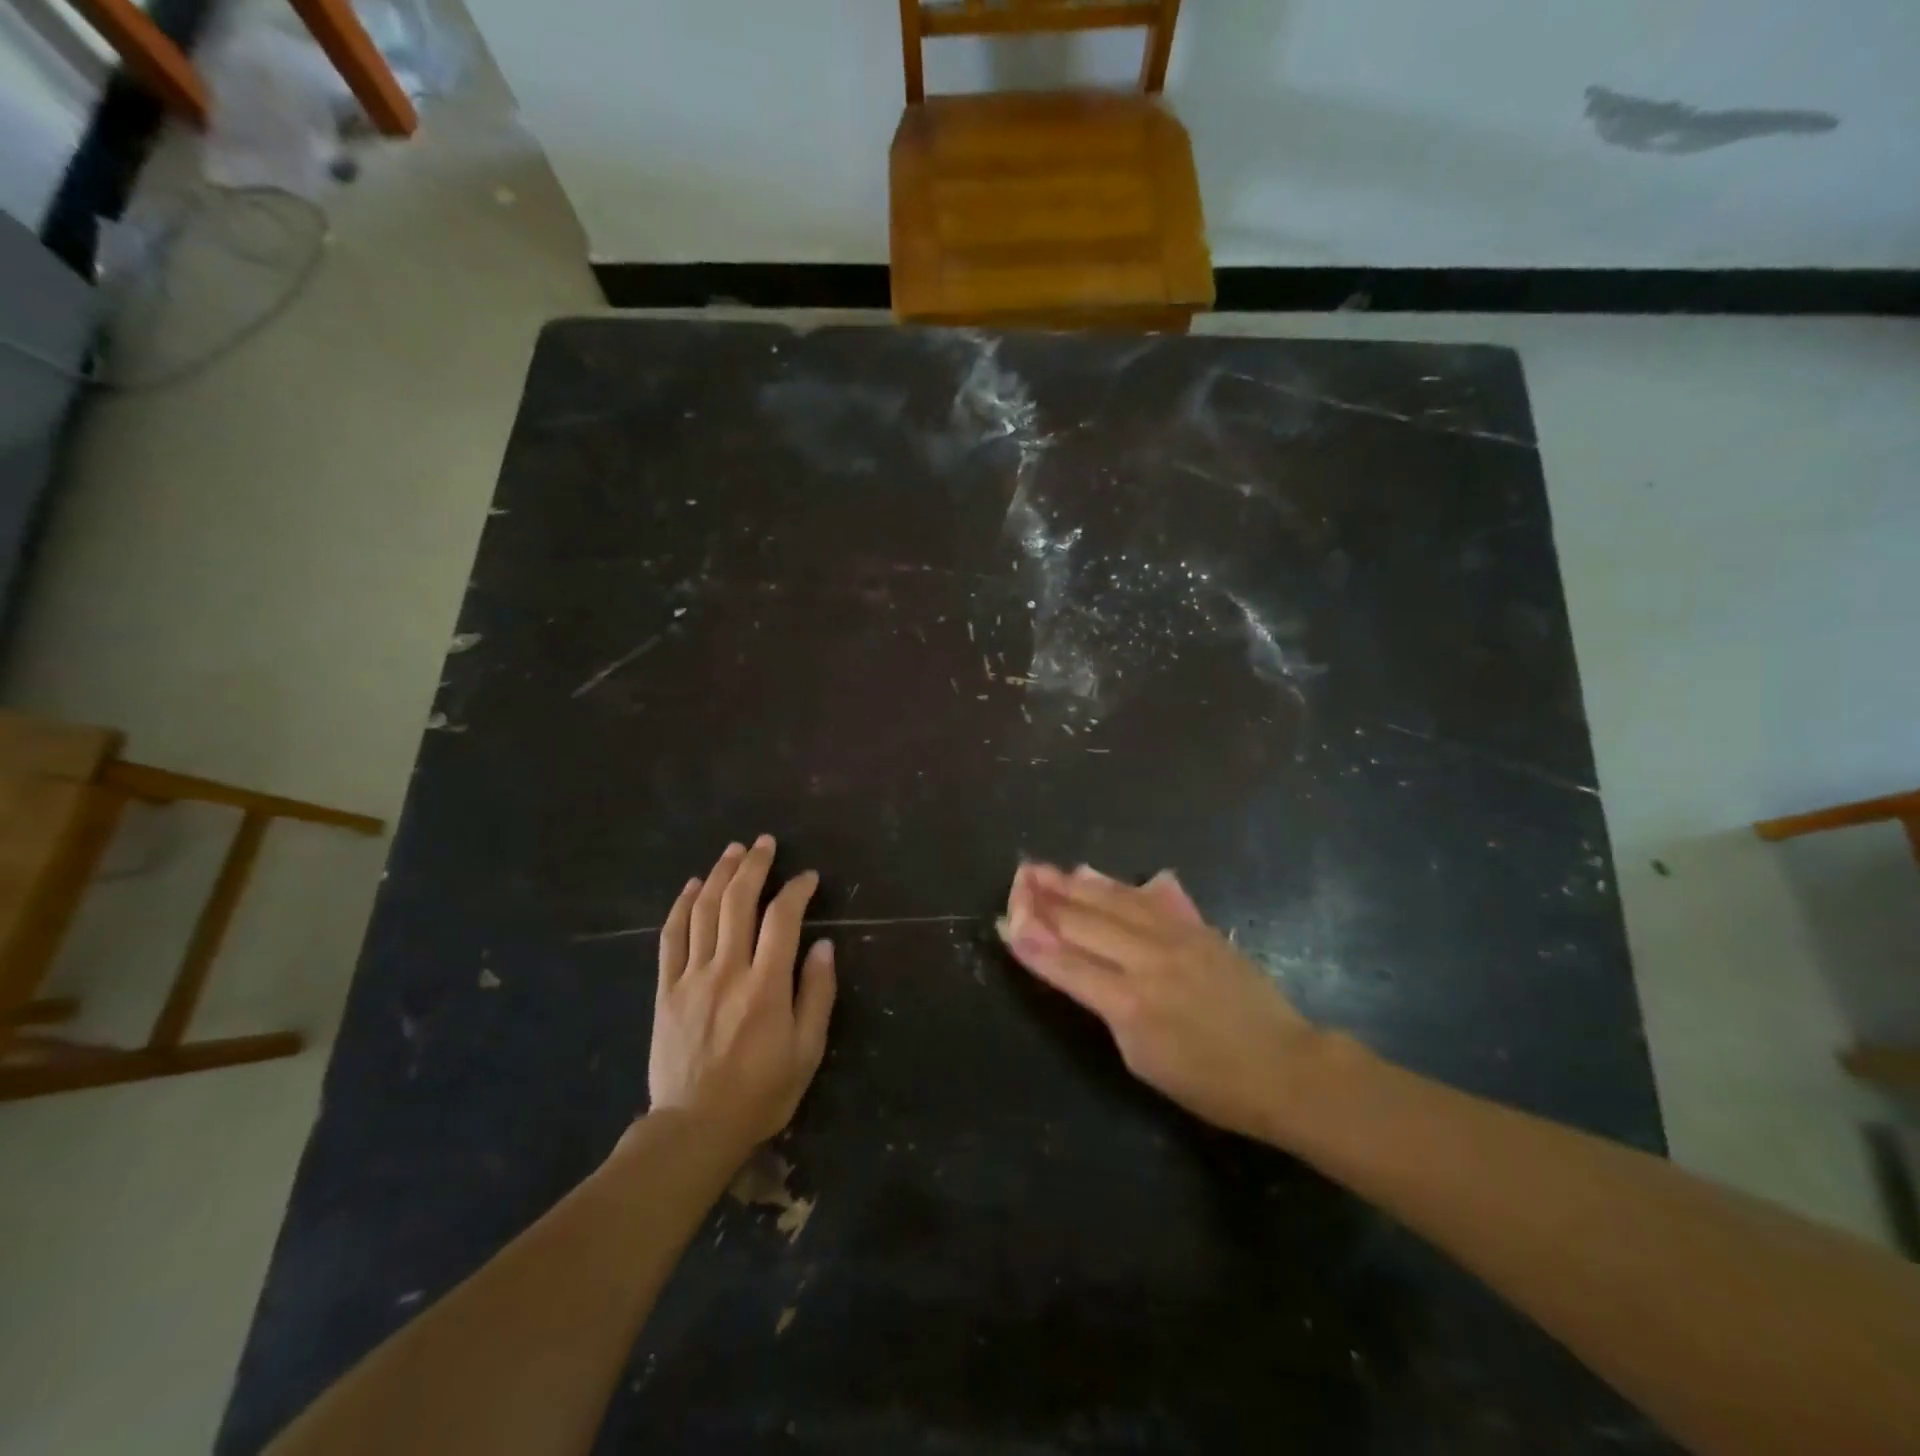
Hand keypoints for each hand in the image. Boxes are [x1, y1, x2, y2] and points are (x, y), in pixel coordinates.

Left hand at [648, 836, 836, 1155]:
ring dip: (719, 875)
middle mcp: (727, 970)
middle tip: (764, 843)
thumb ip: (817, 994)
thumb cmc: (761, 1092)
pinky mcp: (666, 989)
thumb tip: (823, 947)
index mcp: (766, 985)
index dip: (796, 890)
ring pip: (704, 911)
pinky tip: (691, 886)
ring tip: (732, 851)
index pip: (782, 919)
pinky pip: (670, 938)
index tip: (808, 877)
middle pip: (738, 902)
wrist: (694, 1128)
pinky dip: (681, 906)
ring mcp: (691, 977)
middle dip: (754, 866)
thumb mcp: (807, 1051)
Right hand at [999, 862, 1318, 1143]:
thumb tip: (1078, 971)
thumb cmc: (1209, 1083)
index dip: (1033, 944)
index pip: (1066, 964)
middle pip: (1084, 923)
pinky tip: (1092, 873)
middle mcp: (1146, 960)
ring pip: (1112, 901)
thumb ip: (1106, 1008)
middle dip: (1045, 901)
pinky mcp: (1196, 928)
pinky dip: (1113, 884)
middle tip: (1017, 879)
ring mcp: (1174, 938)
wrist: (1283, 1067)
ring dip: (1072, 885)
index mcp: (1128, 1004)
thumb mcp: (1143, 1059)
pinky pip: (1145, 898)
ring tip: (1043, 869)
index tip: (1005, 922)